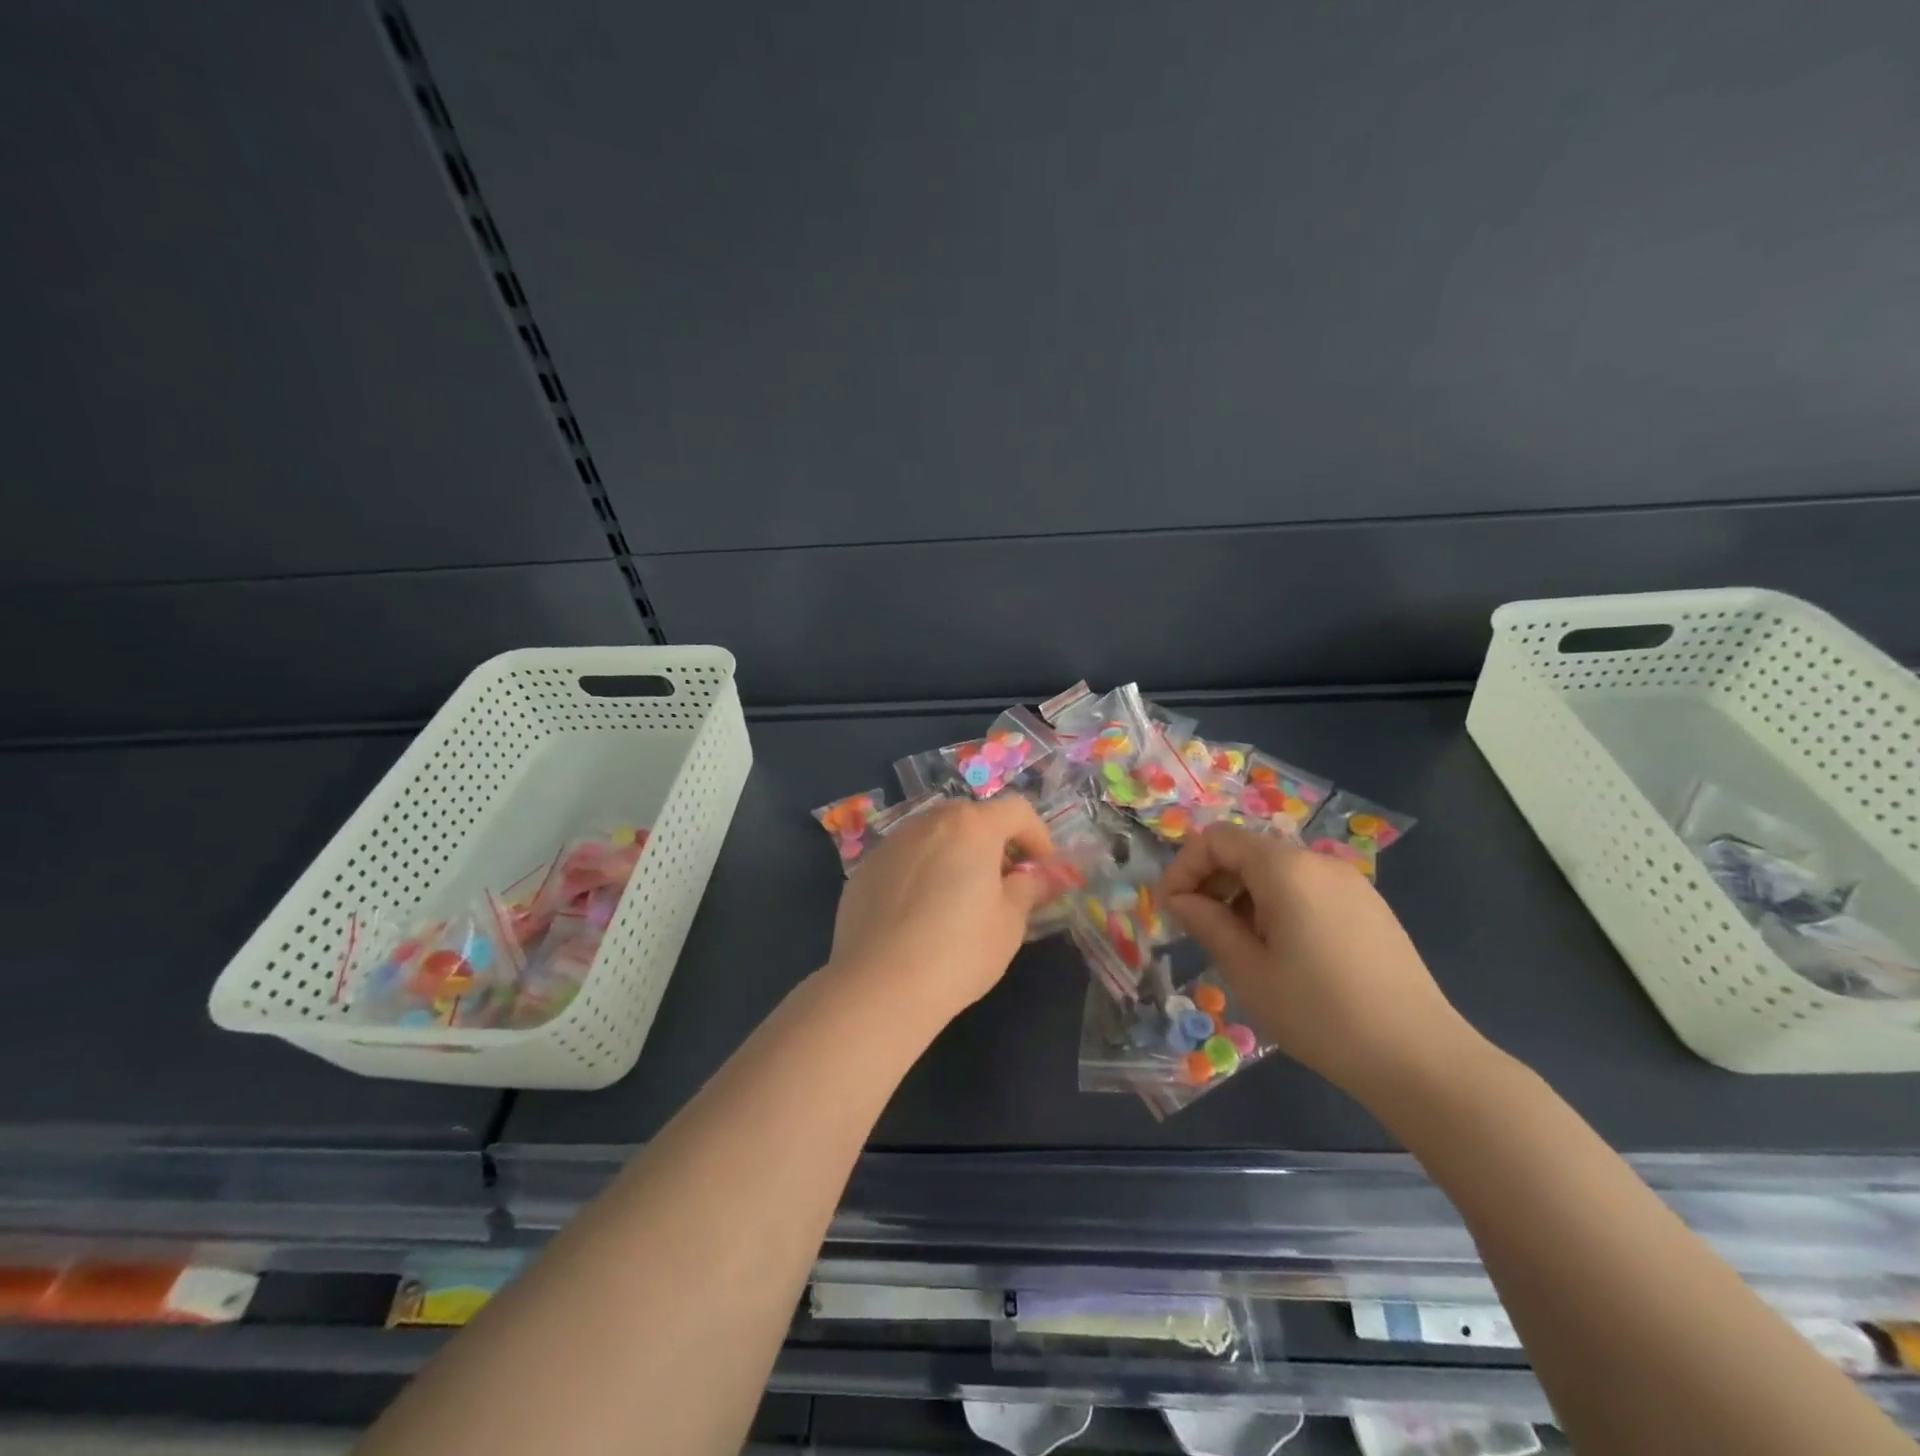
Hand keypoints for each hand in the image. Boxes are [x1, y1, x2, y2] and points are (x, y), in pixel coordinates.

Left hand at [825, 797, 1056, 1027]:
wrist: (879, 986)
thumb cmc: (958, 952)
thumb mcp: (1009, 923)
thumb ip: (1029, 888)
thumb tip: (1044, 876)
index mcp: (971, 827)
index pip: (1016, 810)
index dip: (1037, 836)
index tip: (1041, 871)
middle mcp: (928, 822)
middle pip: (972, 818)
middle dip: (994, 844)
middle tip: (1002, 885)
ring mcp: (891, 843)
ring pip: (934, 836)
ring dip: (955, 855)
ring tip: (958, 899)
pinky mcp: (865, 869)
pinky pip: (905, 859)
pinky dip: (921, 872)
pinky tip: (919, 915)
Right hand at [1161, 823, 1479, 1097]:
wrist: (1419, 1057)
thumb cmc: (1319, 1012)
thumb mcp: (1248, 970)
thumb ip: (1207, 923)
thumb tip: (1181, 899)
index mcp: (1285, 868)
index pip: (1217, 839)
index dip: (1184, 867)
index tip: (1172, 909)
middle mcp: (1318, 862)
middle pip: (1248, 850)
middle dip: (1212, 881)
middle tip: (1198, 929)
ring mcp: (1350, 883)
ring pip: (1277, 871)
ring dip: (1243, 895)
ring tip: (1239, 946)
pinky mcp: (1369, 907)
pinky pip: (1308, 888)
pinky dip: (1277, 905)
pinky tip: (1282, 952)